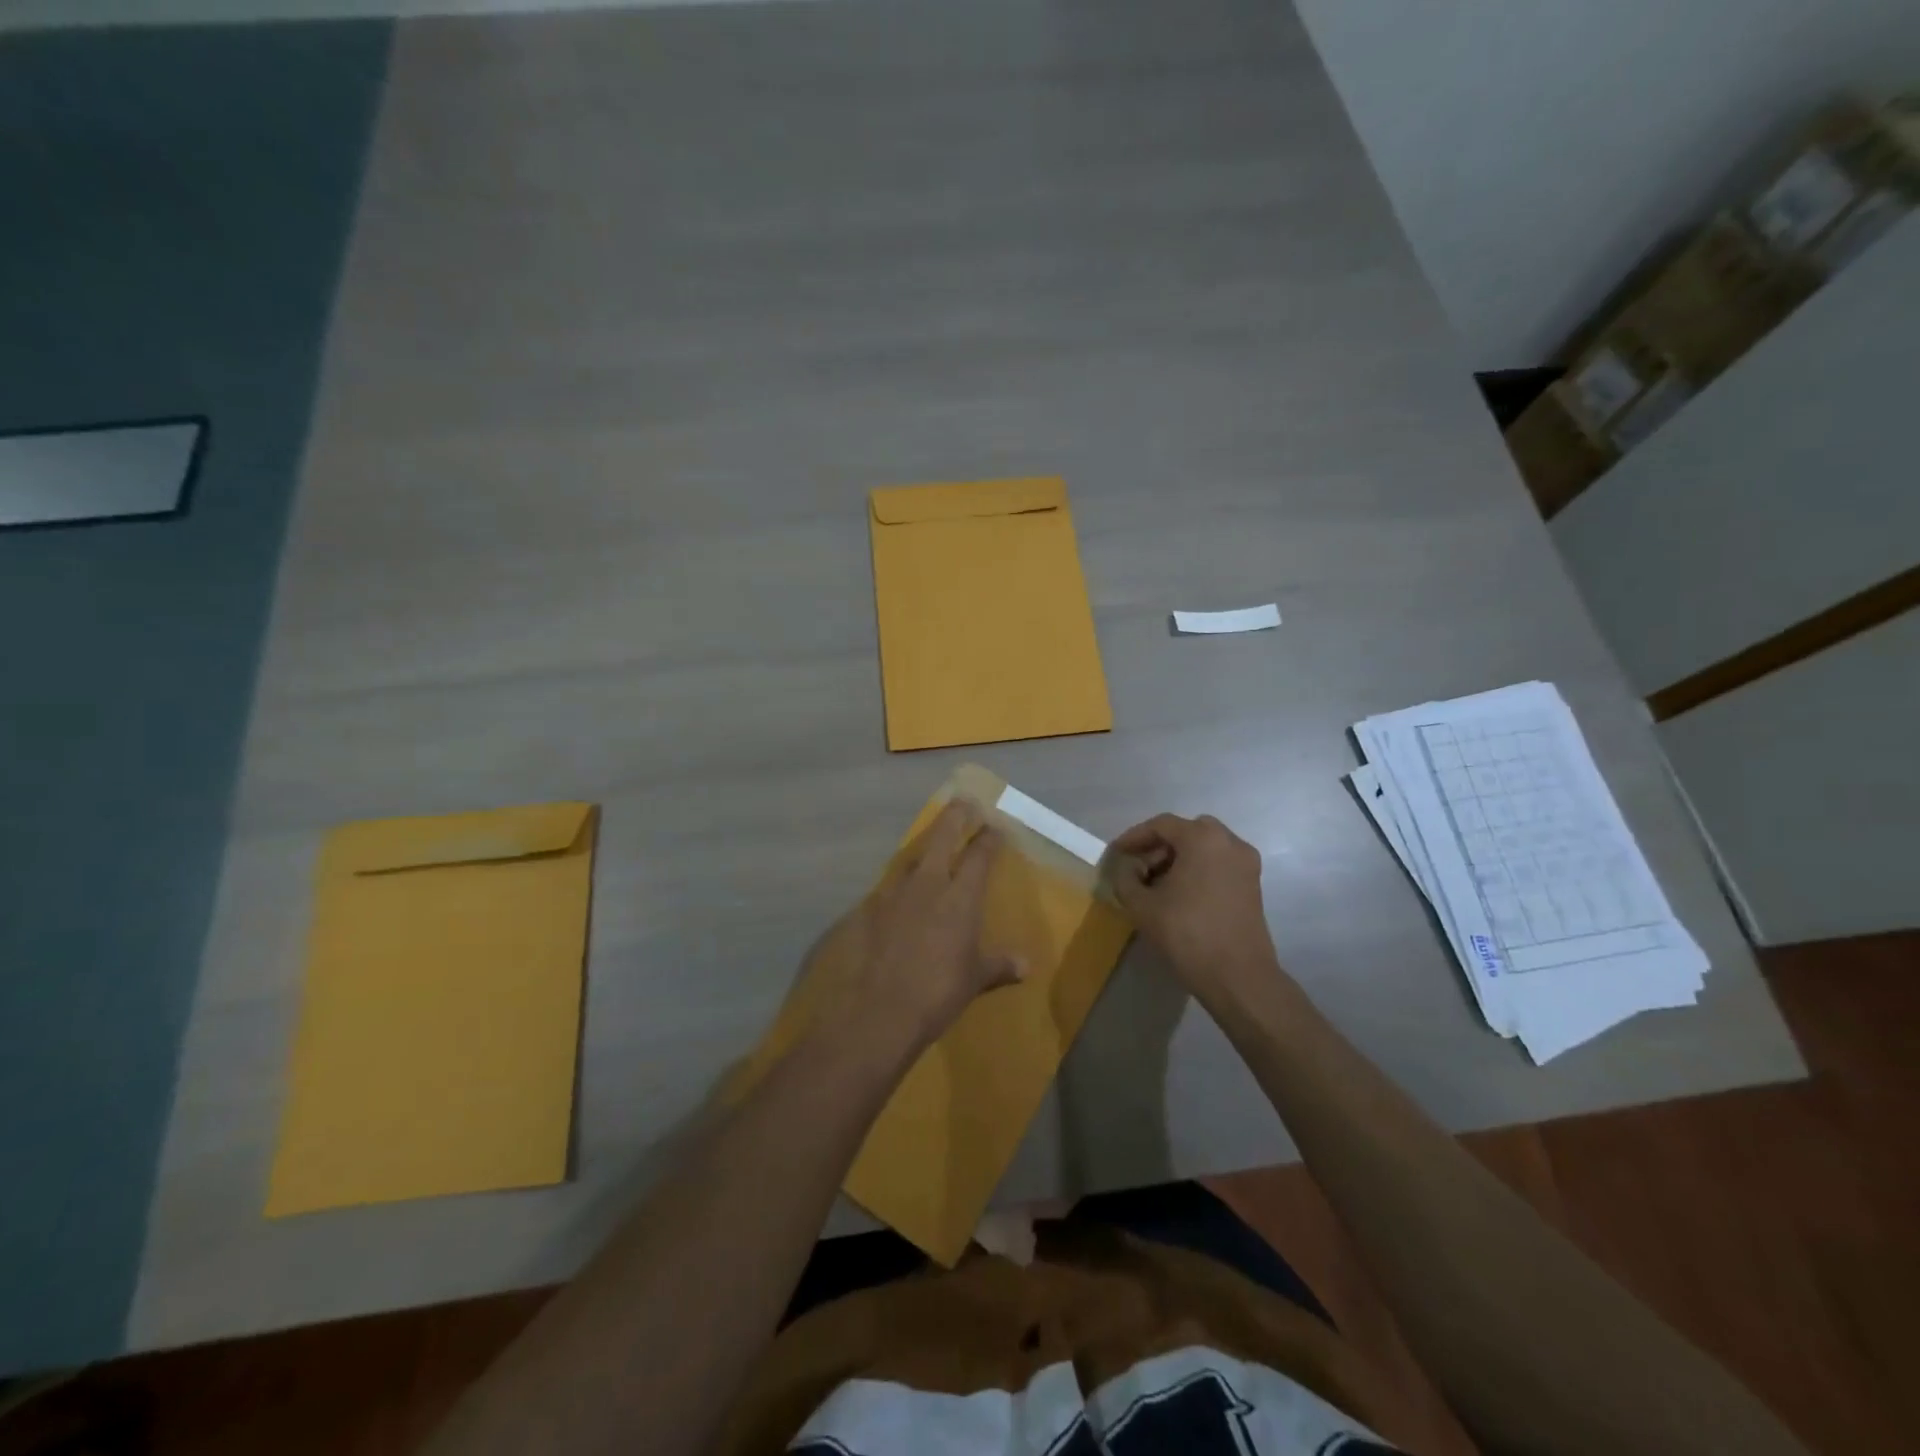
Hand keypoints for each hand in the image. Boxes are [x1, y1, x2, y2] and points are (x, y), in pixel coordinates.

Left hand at [812, 801, 1025, 1063]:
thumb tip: (1025, 966)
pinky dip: (901, 884)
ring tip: (932, 843)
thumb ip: (999, 966)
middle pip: (942, 837)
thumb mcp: (975, 980)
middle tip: (964, 801)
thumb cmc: (938, 993)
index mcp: (960, 897)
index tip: (996, 825)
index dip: (989, 838)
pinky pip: (890, 886)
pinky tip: (901, 894)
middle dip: (955, 816)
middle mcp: (928, 884)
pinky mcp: (868, 908)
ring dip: (925, 847)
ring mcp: (894, 893)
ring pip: (912, 857)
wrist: (877, 1011)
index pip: (979, 855)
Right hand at [1108, 813, 1281, 1006]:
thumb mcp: (1141, 905)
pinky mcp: (1253, 885)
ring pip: (1205, 847)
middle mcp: (1229, 842)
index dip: (1134, 837)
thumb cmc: (1187, 934)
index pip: (1161, 825)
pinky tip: (1181, 894)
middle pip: (1186, 832)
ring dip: (1179, 858)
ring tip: (1157, 884)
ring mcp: (1246, 863)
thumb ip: (1125, 878)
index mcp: (1202, 838)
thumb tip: (1127, 868)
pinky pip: (1219, 863)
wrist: (1238, 976)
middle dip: (1159, 846)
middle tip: (1138, 868)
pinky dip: (1198, 869)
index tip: (1116, 853)